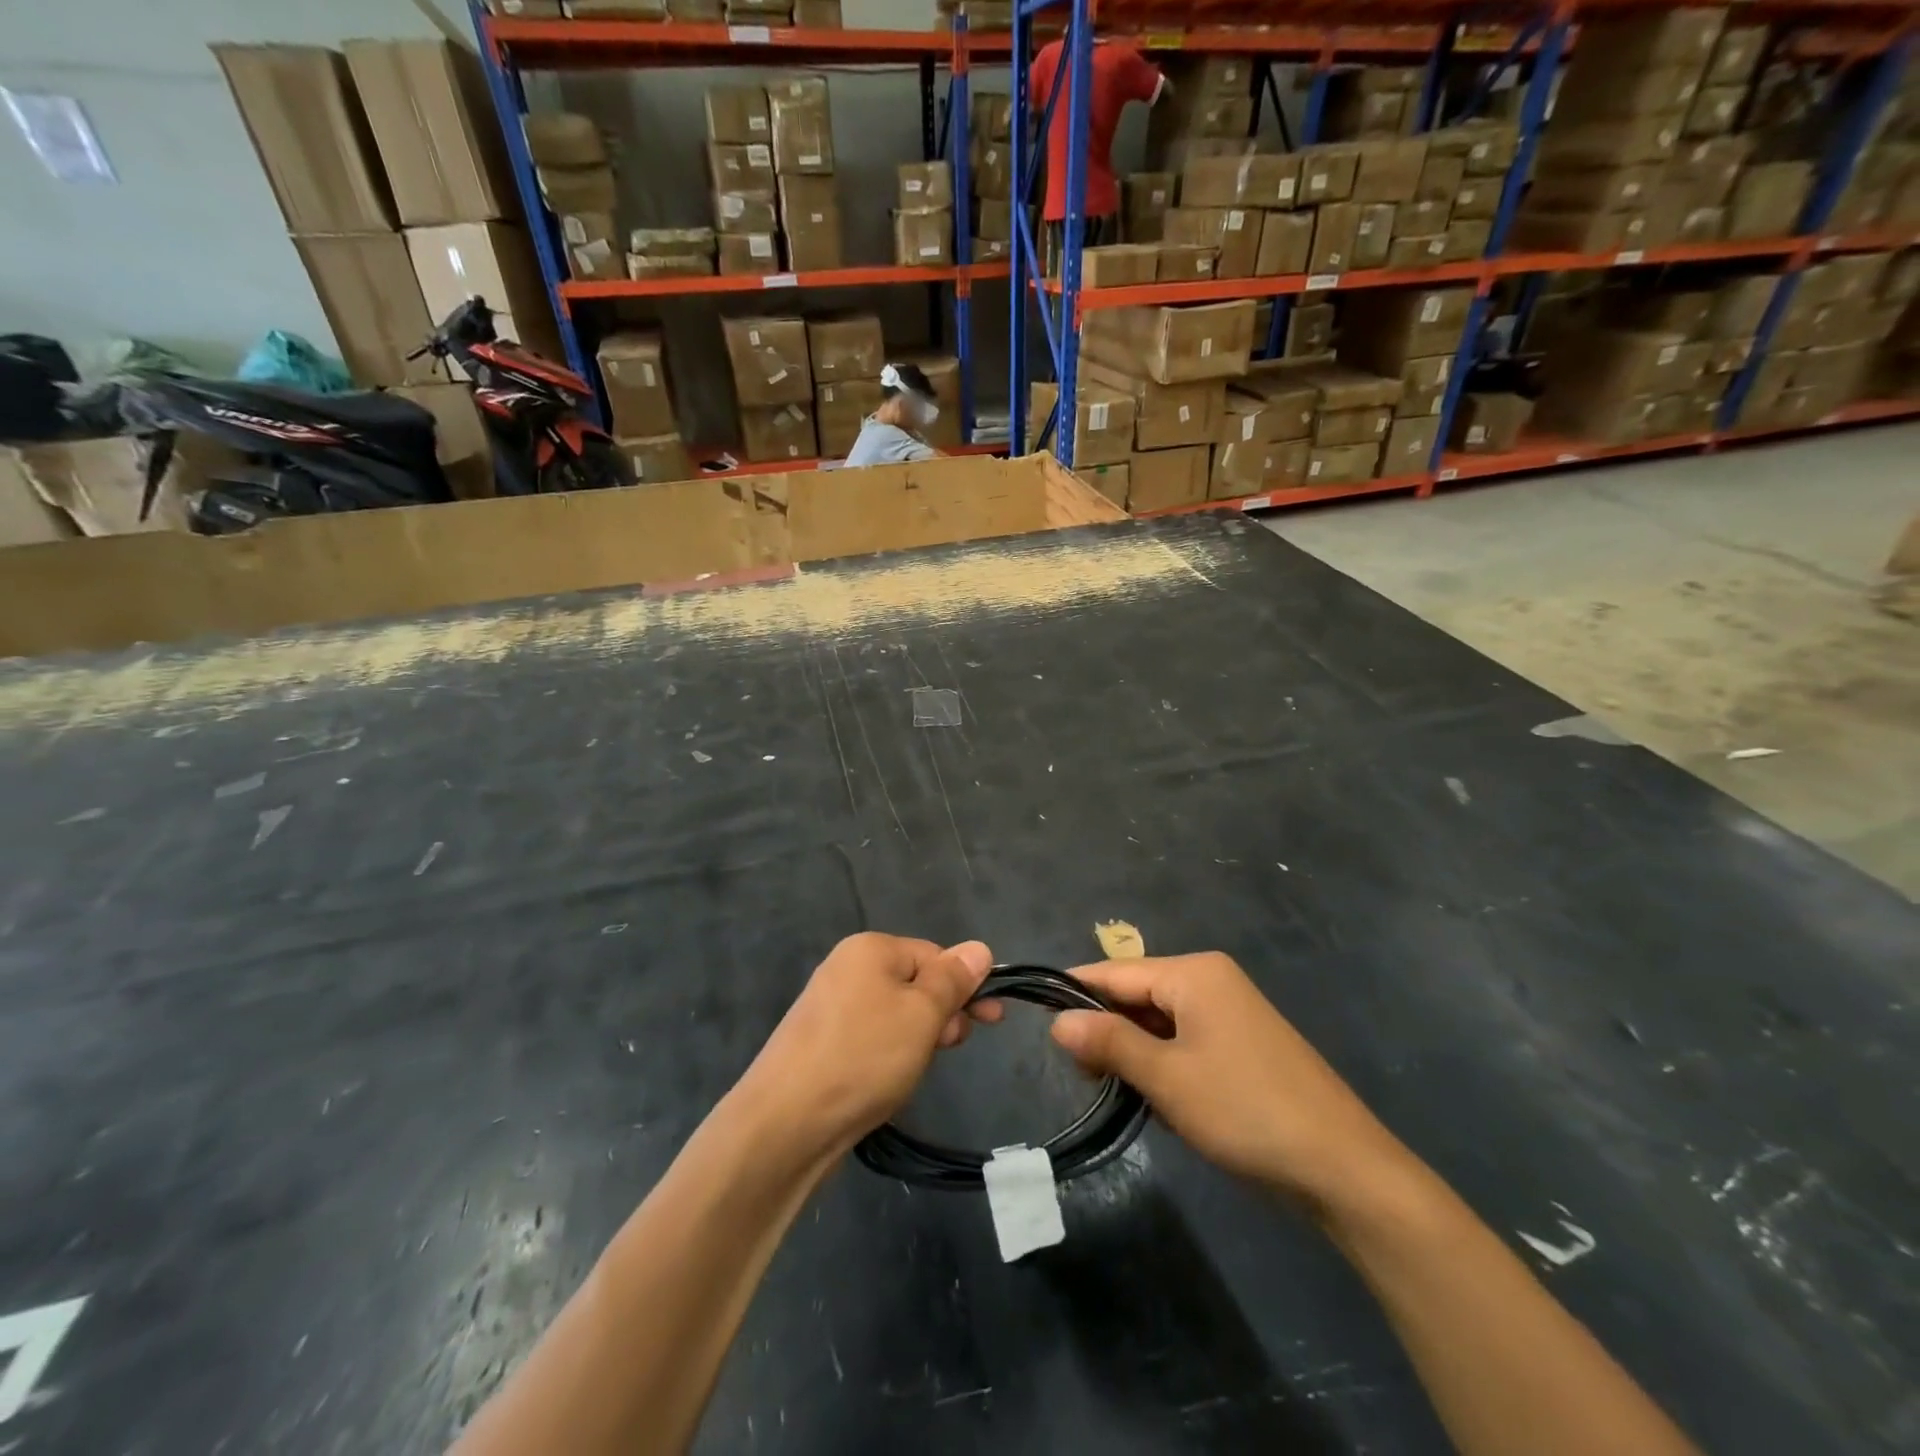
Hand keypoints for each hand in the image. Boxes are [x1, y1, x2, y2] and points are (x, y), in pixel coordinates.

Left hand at [743, 933, 999, 1156]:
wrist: (784, 1125)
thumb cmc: (864, 1058)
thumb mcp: (921, 1014)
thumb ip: (953, 980)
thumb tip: (979, 947)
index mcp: (870, 949)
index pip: (935, 955)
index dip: (964, 986)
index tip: (990, 1020)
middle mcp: (846, 968)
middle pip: (915, 982)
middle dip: (942, 1013)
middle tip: (951, 1047)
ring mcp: (829, 1007)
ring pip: (895, 1013)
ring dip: (918, 1036)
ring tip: (918, 1069)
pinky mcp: (820, 1043)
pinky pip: (871, 1036)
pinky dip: (890, 1053)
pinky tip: (891, 1080)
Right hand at [1050, 953, 1412, 1211]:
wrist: (1344, 1169)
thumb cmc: (1246, 1111)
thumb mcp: (1167, 1077)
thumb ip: (1109, 1042)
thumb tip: (1057, 1021)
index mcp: (1194, 973)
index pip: (1115, 972)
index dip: (1075, 994)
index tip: (1038, 1019)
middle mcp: (1211, 981)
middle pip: (1136, 994)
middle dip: (1106, 1031)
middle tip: (1083, 1076)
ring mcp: (1230, 1013)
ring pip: (1158, 1021)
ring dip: (1133, 1052)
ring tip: (1115, 1092)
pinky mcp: (1241, 1045)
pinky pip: (1183, 1040)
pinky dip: (1162, 1063)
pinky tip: (1154, 1098)